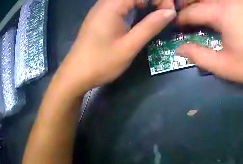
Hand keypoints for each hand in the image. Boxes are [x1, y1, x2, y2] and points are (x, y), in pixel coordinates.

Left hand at [57, 0, 175, 95]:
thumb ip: (150, 27)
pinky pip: (119, 2)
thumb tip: (170, 12)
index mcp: (113, 5)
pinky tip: (135, 15)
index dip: (160, 0)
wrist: (73, 77)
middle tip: (162, 13)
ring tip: (152, 14)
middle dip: (153, 1)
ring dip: (143, 2)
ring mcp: (101, 7)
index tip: (168, 13)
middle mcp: (106, 2)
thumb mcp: (127, 48)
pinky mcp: (98, 14)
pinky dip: (132, 5)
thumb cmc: (99, 64)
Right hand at [176, 0, 242, 87]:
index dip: (180, 20)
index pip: (192, 11)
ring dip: (205, 3)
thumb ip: (197, 55)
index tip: (176, 28)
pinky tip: (221, 10)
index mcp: (224, 12)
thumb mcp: (224, 66)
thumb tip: (180, 48)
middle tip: (185, 18)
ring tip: (200, 14)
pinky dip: (221, 3)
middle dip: (189, 5)